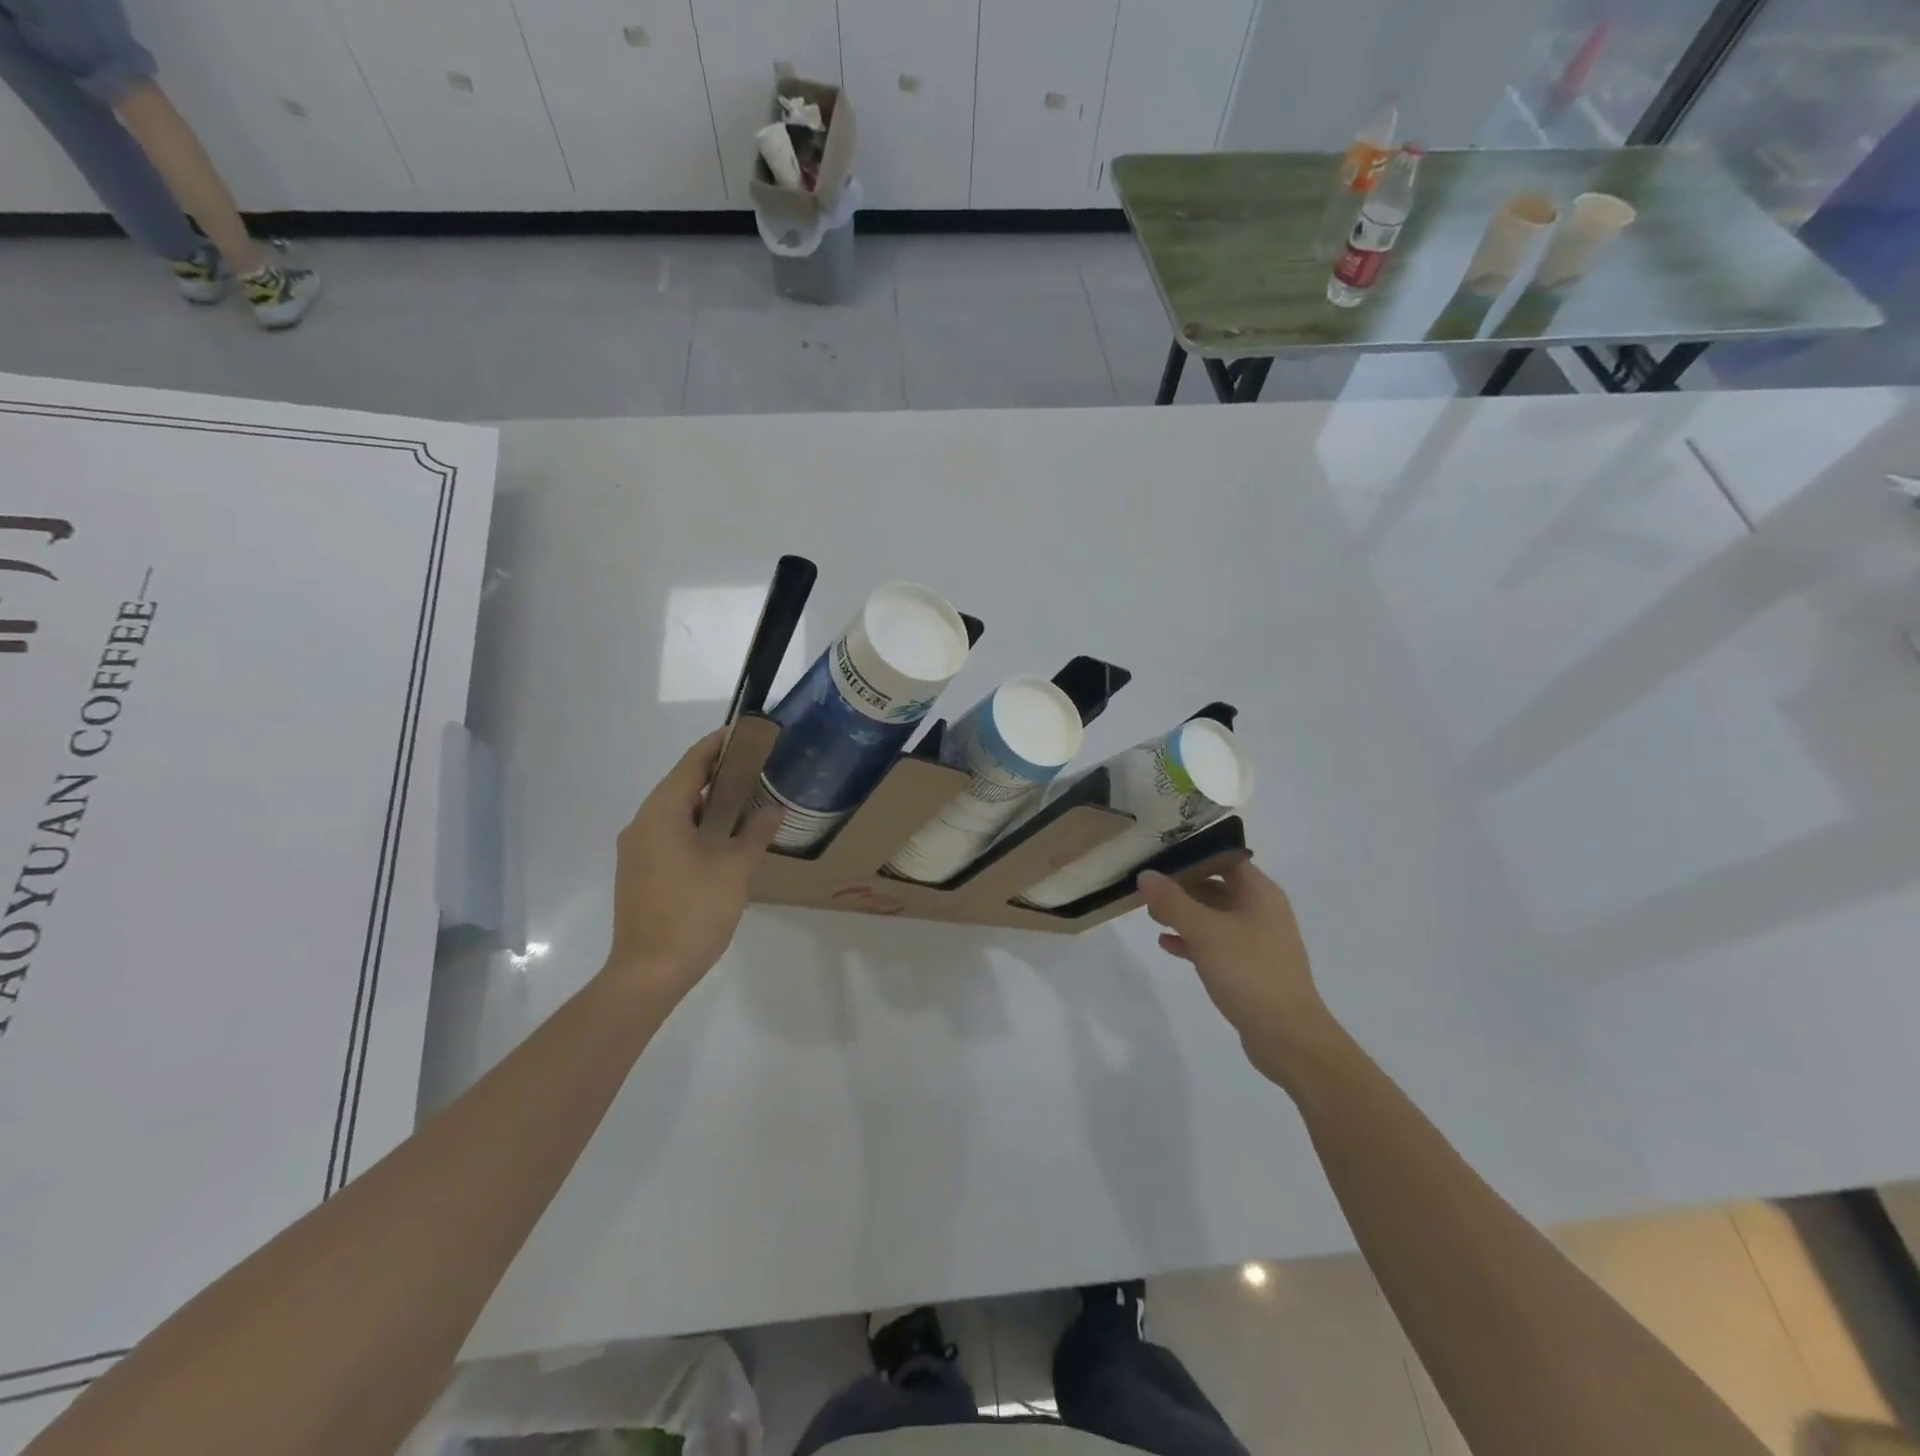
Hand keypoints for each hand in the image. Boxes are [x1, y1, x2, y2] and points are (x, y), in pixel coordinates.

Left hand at [604, 730, 781, 996]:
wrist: (649, 972)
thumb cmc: (694, 912)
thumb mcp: (735, 870)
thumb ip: (756, 833)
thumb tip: (773, 809)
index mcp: (662, 814)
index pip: (692, 763)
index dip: (720, 745)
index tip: (748, 734)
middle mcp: (642, 823)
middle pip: (681, 784)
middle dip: (718, 774)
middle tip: (757, 769)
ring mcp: (637, 849)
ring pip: (675, 811)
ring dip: (708, 803)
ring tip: (746, 801)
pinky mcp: (639, 871)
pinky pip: (669, 833)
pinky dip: (696, 826)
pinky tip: (723, 839)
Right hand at [1138, 858, 1335, 1085]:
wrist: (1288, 1036)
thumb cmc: (1248, 971)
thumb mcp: (1204, 931)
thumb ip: (1172, 901)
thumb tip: (1145, 875)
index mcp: (1259, 893)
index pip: (1224, 858)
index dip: (1193, 853)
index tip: (1159, 855)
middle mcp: (1261, 910)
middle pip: (1217, 885)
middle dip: (1182, 885)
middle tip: (1148, 886)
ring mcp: (1257, 941)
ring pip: (1214, 916)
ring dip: (1184, 914)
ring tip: (1150, 914)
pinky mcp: (1250, 968)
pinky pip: (1216, 944)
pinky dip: (1192, 940)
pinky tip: (1166, 944)